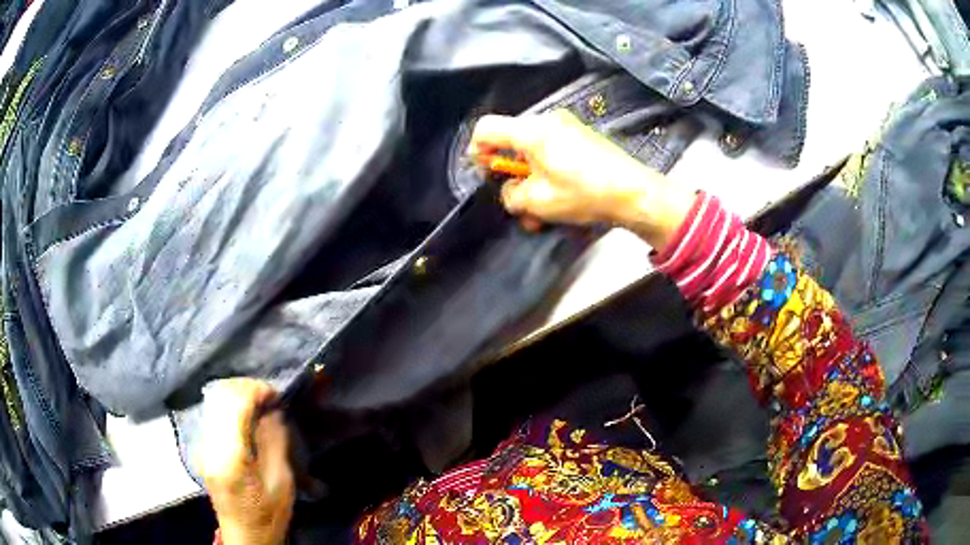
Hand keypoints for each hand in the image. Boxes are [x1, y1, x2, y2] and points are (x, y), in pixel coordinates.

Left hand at [196, 379, 293, 544]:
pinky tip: (246, 415)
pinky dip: (231, 405)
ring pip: (214, 400)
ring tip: (259, 403)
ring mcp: (202, 444)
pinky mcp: (202, 446)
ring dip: (238, 394)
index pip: (235, 404)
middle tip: (269, 397)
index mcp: (230, 457)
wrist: (244, 535)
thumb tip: (273, 411)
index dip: (256, 390)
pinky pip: (214, 412)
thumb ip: (275, 442)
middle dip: (246, 387)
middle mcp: (209, 444)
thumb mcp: (282, 482)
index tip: (276, 395)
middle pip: (220, 395)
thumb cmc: (268, 515)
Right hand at [470, 110, 694, 249]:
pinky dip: (548, 173)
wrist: (635, 192)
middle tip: (517, 203)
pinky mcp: (582, 137)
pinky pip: (552, 151)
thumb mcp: (538, 201)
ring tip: (541, 213)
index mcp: (531, 131)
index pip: (486, 128)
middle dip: (510, 175)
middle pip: (511, 141)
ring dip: (531, 181)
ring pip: (533, 152)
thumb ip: (511, 194)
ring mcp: (567, 127)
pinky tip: (558, 199)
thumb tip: (511, 190)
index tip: (484, 173)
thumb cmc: (584, 193)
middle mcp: (547, 121)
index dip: (477, 151)